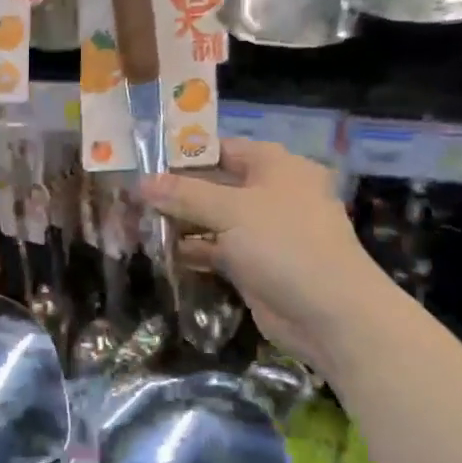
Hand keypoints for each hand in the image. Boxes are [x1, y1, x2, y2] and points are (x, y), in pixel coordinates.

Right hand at [139, 138, 388, 371]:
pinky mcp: (255, 264)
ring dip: (181, 223)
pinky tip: (160, 253)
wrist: (329, 314)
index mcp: (277, 167)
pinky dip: (193, 251)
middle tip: (133, 197)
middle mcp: (272, 194)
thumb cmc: (284, 245)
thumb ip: (184, 194)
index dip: (185, 154)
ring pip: (213, 220)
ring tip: (137, 224)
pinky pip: (217, 250)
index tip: (145, 162)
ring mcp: (264, 232)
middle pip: (215, 185)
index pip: (224, 148)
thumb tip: (141, 182)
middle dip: (176, 192)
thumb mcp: (231, 211)